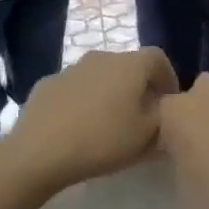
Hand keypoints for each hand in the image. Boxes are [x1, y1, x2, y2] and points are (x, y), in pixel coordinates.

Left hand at [5, 48, 178, 192]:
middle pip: (127, 66)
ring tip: (107, 123)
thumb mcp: (148, 137)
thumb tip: (165, 107)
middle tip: (140, 116)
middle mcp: (101, 57)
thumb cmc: (103, 141)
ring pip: (99, 76)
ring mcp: (70, 69)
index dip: (168, 79)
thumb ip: (164, 117)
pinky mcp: (46, 84)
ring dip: (108, 93)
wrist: (40, 151)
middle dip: (138, 87)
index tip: (168, 103)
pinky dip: (82, 101)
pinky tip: (77, 126)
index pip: (158, 59)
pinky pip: (74, 89)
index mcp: (130, 65)